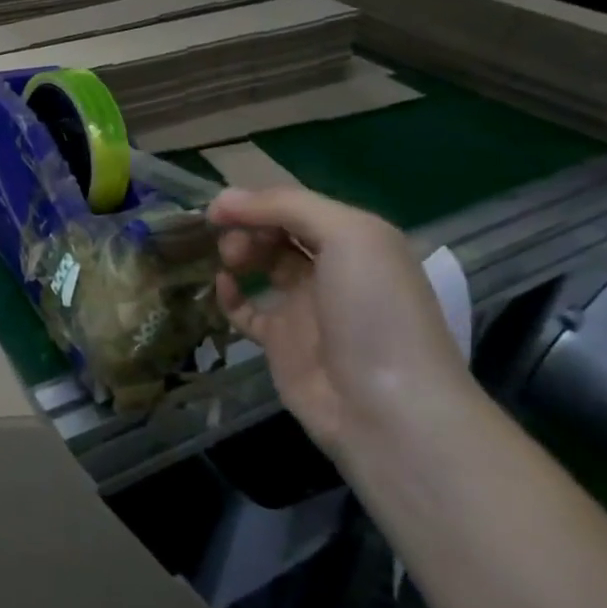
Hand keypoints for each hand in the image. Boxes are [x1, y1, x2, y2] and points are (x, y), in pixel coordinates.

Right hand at [211, 187, 468, 454]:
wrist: (386, 408)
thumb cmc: (374, 310)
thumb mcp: (348, 236)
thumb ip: (287, 206)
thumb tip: (223, 199)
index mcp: (356, 240)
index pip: (297, 206)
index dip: (257, 201)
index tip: (220, 207)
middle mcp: (331, 269)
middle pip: (276, 232)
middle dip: (246, 225)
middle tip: (227, 237)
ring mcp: (305, 307)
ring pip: (260, 265)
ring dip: (237, 252)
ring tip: (229, 260)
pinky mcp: (280, 342)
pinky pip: (246, 309)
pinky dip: (229, 294)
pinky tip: (223, 286)